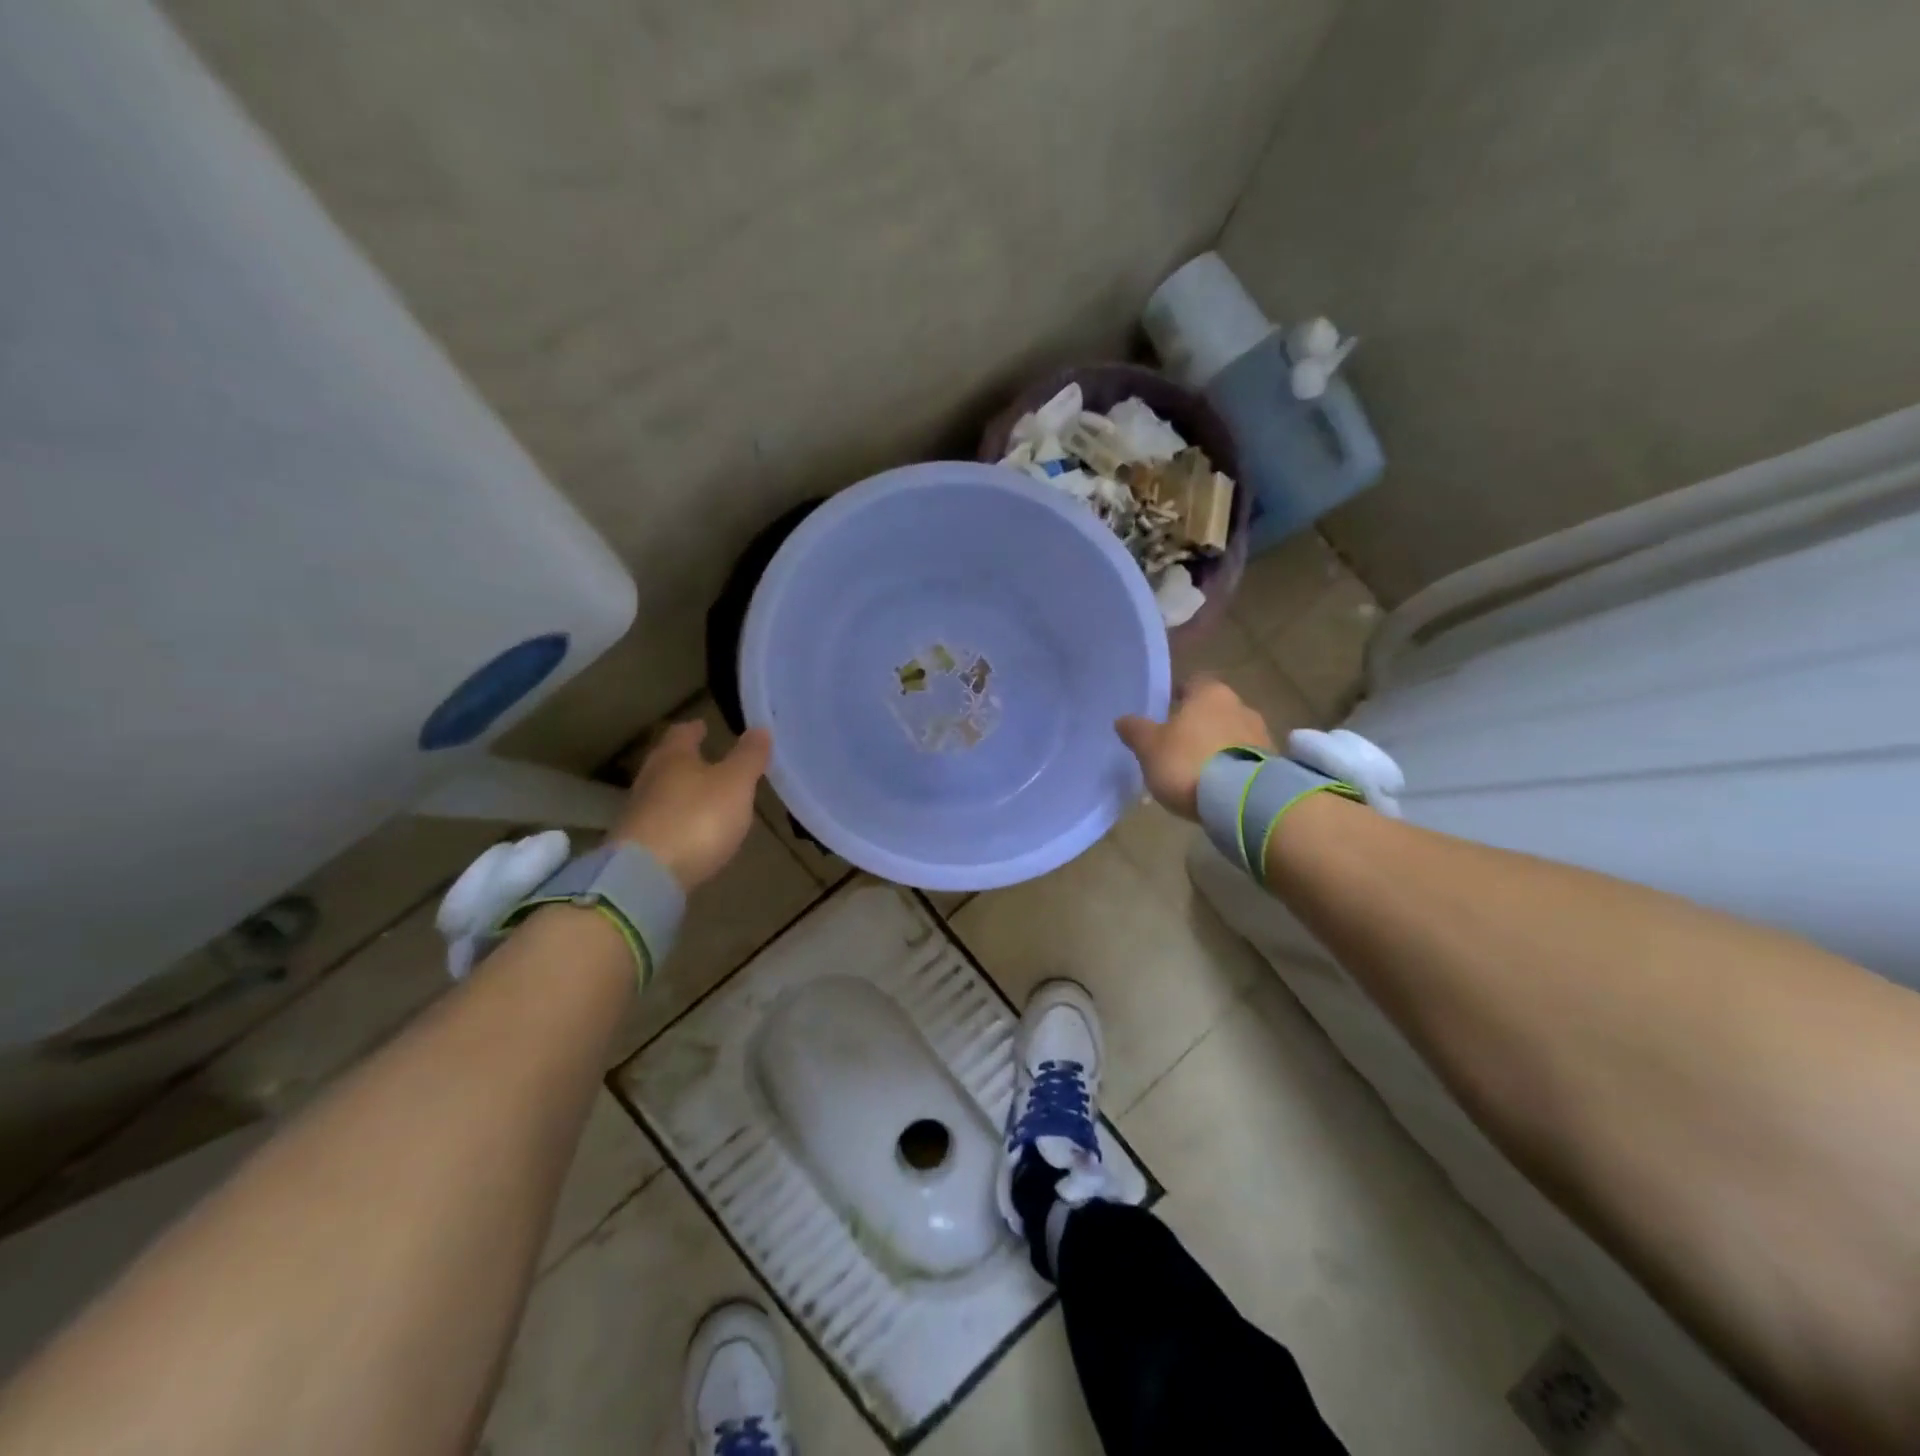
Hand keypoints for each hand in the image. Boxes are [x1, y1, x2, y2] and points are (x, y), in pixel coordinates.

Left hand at [612, 720, 771, 890]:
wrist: (646, 877)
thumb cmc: (697, 818)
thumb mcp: (735, 784)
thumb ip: (748, 757)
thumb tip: (760, 728)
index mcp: (673, 756)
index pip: (682, 733)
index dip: (695, 729)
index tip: (704, 726)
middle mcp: (650, 779)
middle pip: (667, 762)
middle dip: (686, 759)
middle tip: (707, 759)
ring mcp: (638, 813)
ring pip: (662, 792)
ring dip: (680, 791)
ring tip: (703, 795)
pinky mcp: (636, 845)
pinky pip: (660, 822)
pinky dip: (675, 819)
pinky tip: (690, 830)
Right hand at [1115, 676, 1274, 820]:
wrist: (1244, 801)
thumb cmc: (1189, 762)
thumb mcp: (1150, 748)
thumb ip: (1136, 730)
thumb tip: (1123, 719)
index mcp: (1210, 693)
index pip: (1192, 683)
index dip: (1177, 695)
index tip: (1166, 709)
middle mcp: (1240, 706)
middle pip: (1214, 709)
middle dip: (1198, 723)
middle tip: (1178, 743)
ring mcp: (1261, 735)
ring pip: (1232, 733)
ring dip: (1217, 745)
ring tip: (1199, 769)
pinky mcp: (1273, 764)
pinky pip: (1245, 758)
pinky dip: (1232, 766)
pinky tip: (1219, 785)